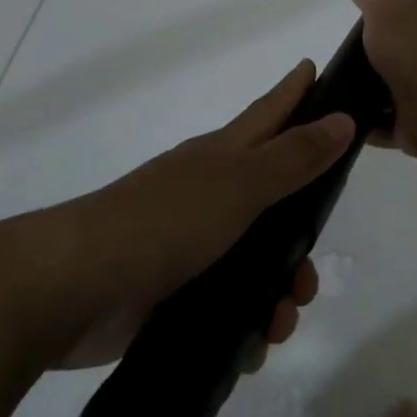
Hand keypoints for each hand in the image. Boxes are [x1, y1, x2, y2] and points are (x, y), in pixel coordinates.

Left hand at [5, 61, 355, 367]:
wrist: (72, 289)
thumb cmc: (163, 222)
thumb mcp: (239, 184)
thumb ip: (294, 157)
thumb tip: (344, 118)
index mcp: (222, 157)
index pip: (270, 113)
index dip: (296, 92)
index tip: (318, 69)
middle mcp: (210, 194)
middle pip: (275, 201)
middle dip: (300, 239)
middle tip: (310, 275)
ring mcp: (190, 244)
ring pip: (256, 261)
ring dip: (277, 293)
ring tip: (280, 321)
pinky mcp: (175, 291)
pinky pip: (229, 305)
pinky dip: (247, 323)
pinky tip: (253, 347)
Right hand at [348, 0, 416, 171]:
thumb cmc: (415, 48)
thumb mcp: (388, 8)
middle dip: (400, 35)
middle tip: (366, 34)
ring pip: (400, 82)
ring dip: (377, 83)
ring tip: (342, 81)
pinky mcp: (415, 122)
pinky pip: (386, 121)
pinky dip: (369, 121)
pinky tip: (343, 118)